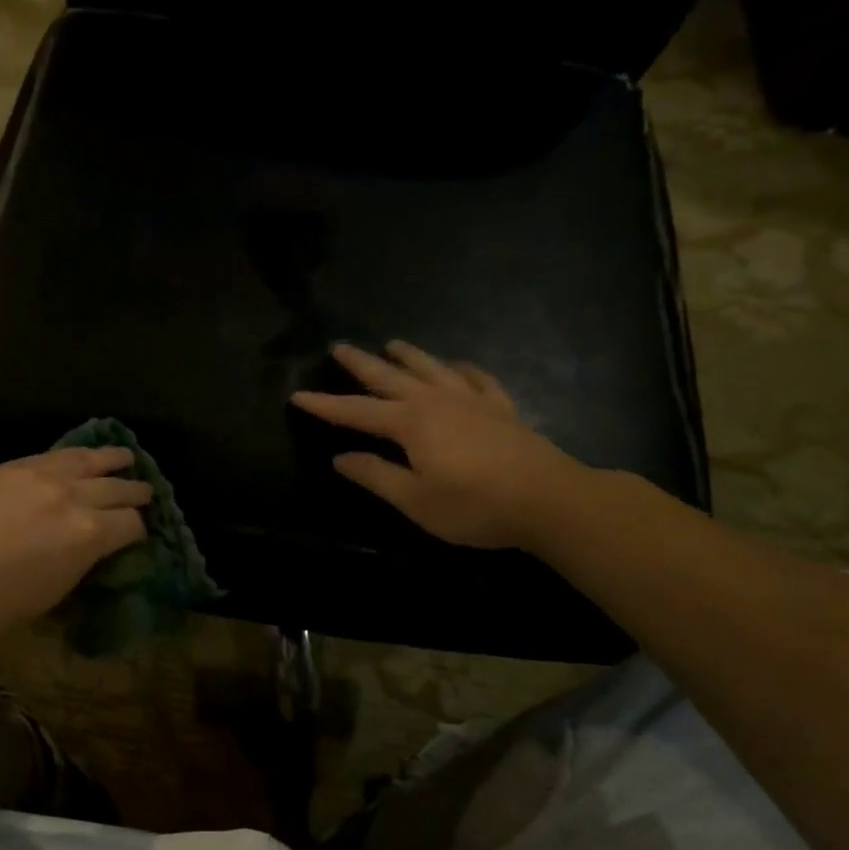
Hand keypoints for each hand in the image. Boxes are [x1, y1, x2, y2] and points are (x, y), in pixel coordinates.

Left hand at [0, 448, 151, 650]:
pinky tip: (80, 455)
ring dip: (112, 459)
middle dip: (136, 492)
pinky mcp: (13, 466)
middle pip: (118, 488)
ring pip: (89, 459)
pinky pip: (53, 453)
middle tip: (147, 492)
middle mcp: (73, 497)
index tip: (139, 533)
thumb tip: (99, 543)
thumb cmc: (5, 604)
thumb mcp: (61, 586)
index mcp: (90, 534)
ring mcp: (41, 475)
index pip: (131, 524)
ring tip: (126, 456)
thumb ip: (87, 556)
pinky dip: (73, 455)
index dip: (140, 529)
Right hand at [291, 341, 587, 549]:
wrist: (550, 500)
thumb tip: (341, 458)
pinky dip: (462, 368)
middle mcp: (436, 401)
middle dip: (361, 364)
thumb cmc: (475, 506)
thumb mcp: (415, 500)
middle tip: (339, 347)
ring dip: (409, 356)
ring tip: (392, 343)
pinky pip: (477, 378)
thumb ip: (376, 476)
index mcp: (410, 424)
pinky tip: (457, 365)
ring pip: (432, 369)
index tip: (297, 395)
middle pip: (390, 377)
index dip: (326, 405)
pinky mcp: (502, 409)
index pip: (357, 412)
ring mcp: (472, 400)